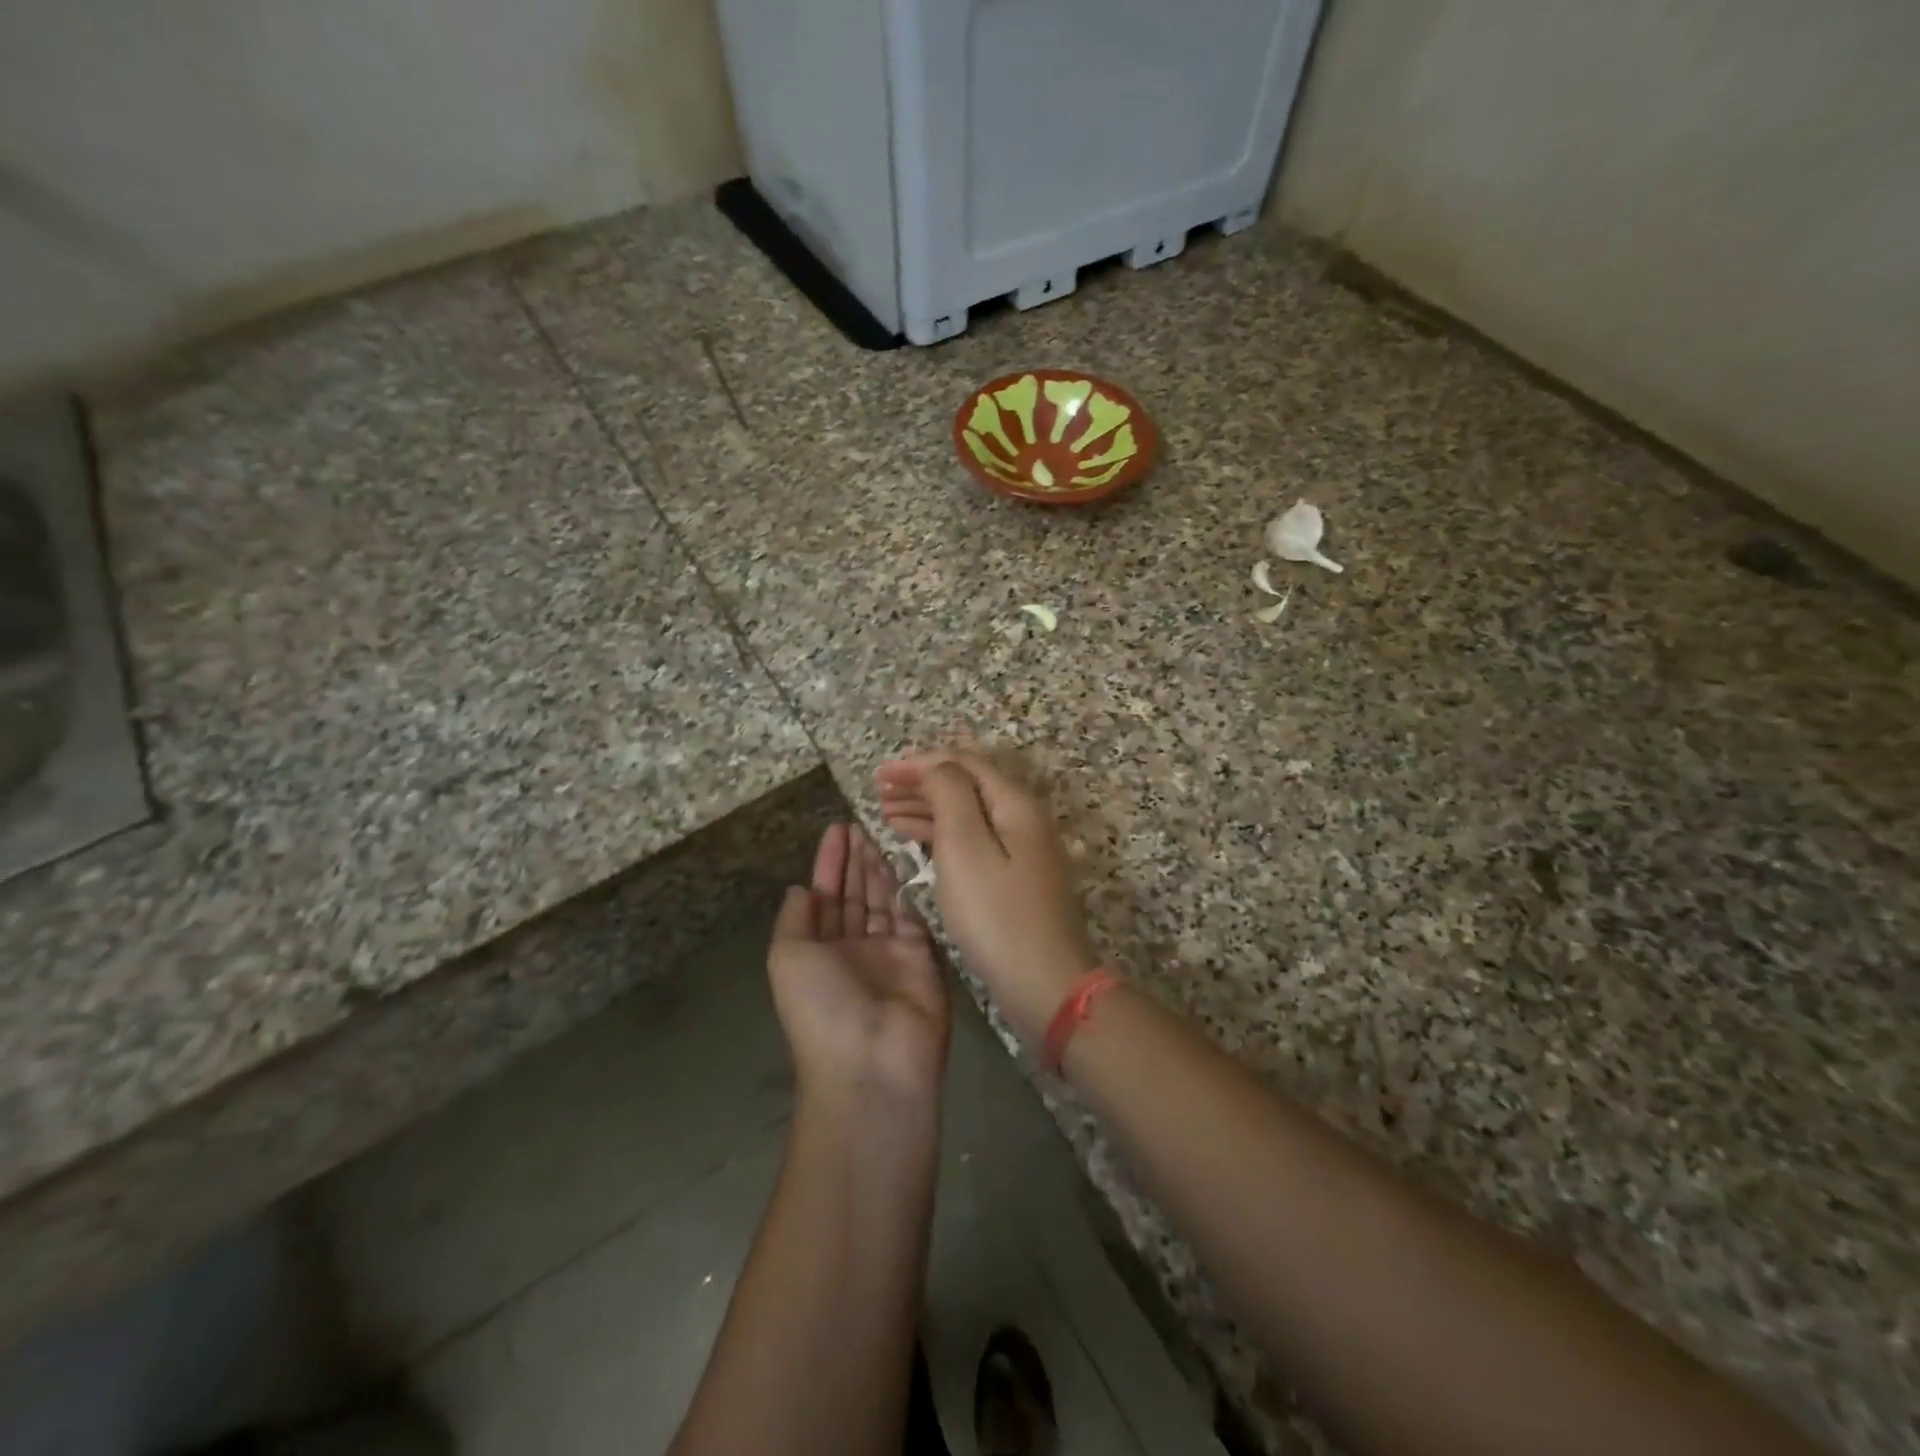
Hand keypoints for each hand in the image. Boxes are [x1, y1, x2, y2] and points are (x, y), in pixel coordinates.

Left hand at [768, 824, 950, 1111]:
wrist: (873, 1063)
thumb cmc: (821, 1007)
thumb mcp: (788, 958)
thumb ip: (795, 917)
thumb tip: (801, 888)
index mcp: (817, 951)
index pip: (824, 897)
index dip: (828, 863)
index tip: (837, 828)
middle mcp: (851, 949)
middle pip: (854, 894)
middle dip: (855, 859)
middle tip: (862, 822)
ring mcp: (888, 952)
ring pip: (882, 899)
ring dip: (879, 866)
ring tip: (880, 831)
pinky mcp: (921, 955)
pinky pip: (912, 914)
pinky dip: (908, 887)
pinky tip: (905, 858)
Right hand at [876, 751, 1096, 1043]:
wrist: (1045, 982)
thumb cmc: (996, 914)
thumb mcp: (965, 847)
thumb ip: (949, 795)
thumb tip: (936, 767)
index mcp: (1015, 803)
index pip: (963, 762)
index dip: (919, 762)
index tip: (880, 774)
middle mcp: (1024, 818)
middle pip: (967, 785)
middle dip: (921, 783)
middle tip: (879, 792)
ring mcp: (1024, 848)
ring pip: (969, 813)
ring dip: (928, 808)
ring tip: (887, 815)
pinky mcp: (1017, 876)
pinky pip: (974, 840)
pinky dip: (943, 835)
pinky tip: (918, 843)